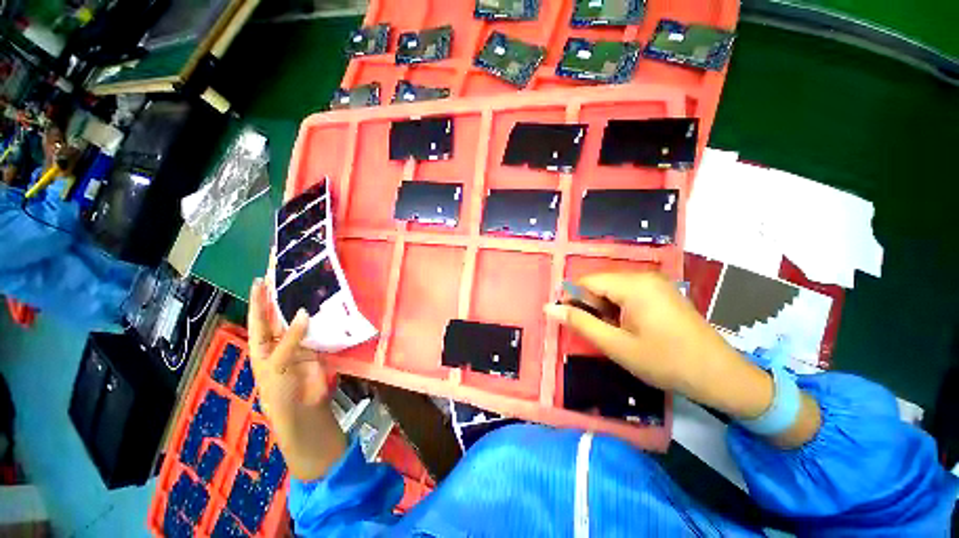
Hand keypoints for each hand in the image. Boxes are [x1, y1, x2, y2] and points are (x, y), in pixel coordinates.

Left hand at [248, 278, 329, 416]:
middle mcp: (280, 342)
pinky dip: (323, 320)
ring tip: (311, 288)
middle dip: (283, 299)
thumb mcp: (277, 364)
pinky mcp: (318, 347)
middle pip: (281, 317)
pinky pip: (320, 330)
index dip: (258, 301)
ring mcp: (300, 344)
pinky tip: (328, 307)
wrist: (303, 409)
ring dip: (306, 308)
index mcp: (262, 346)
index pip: (258, 319)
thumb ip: (291, 338)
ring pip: (302, 322)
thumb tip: (303, 312)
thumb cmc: (279, 390)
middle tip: (291, 278)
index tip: (260, 280)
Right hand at [545, 272, 775, 420]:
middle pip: (600, 283)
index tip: (568, 321)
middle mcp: (644, 276)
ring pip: (613, 289)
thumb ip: (580, 323)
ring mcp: (656, 283)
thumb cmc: (665, 361)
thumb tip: (549, 308)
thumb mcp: (616, 345)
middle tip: (597, 333)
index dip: (572, 299)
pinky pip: (629, 293)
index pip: (587, 282)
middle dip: (591, 306)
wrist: (720, 376)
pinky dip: (620, 308)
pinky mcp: (662, 292)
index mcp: (633, 285)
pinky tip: (629, 328)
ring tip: (614, 333)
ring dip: (605, 309)